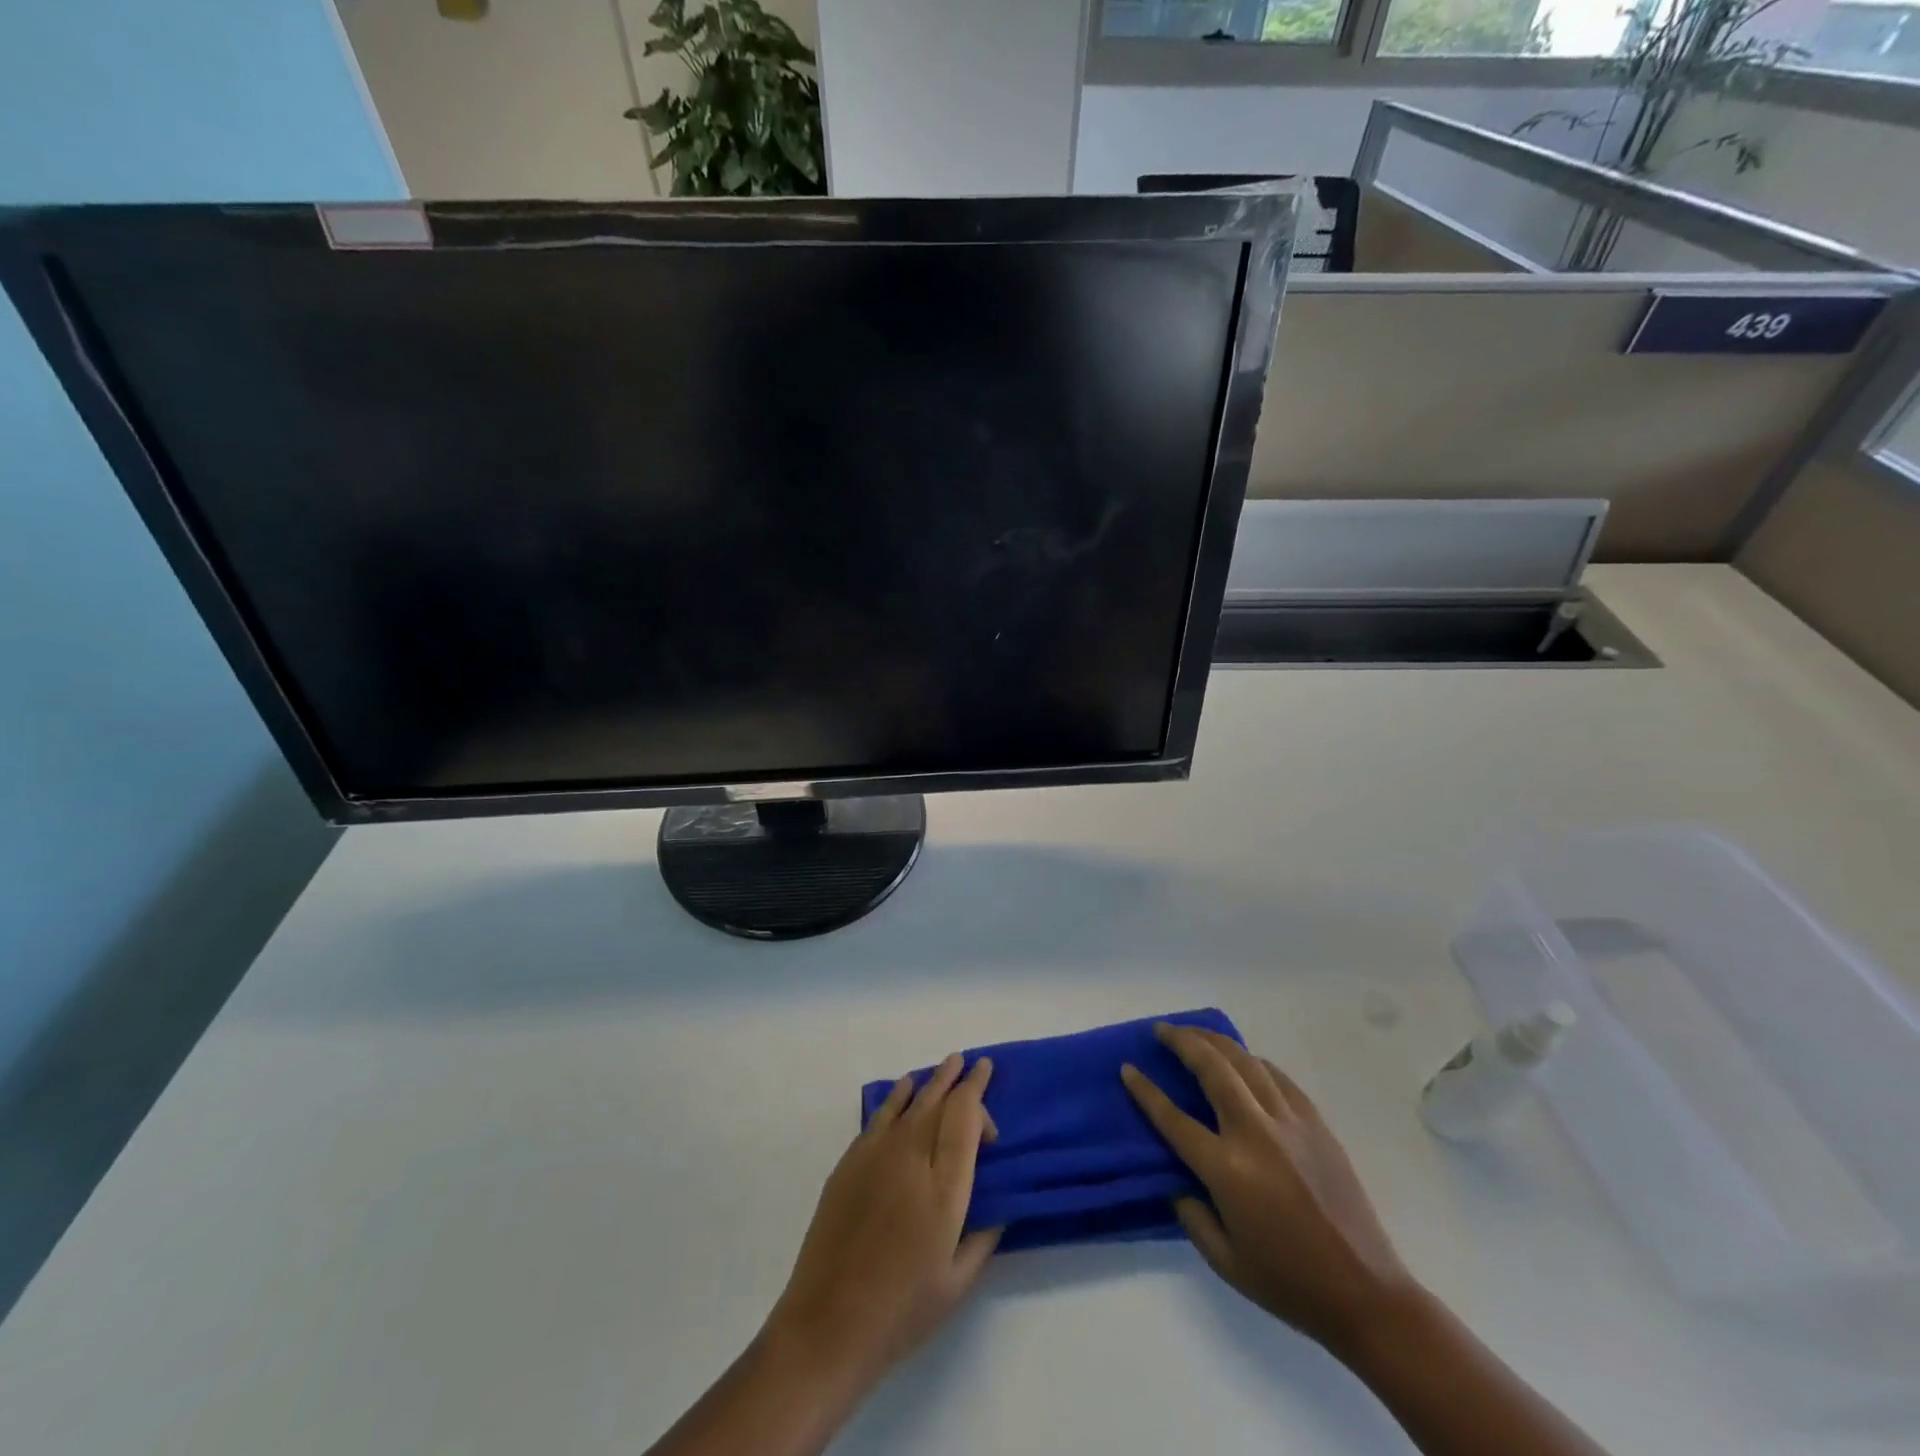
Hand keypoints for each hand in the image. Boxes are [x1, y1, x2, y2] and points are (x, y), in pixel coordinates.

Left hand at [765, 1053, 1000, 1392]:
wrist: (828, 1322)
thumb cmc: (901, 1309)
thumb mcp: (957, 1282)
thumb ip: (983, 1237)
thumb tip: (997, 1205)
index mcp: (943, 1186)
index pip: (965, 1118)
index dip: (979, 1095)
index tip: (988, 1091)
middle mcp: (911, 1156)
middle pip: (938, 1100)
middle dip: (959, 1078)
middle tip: (973, 1063)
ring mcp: (876, 1154)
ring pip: (909, 1101)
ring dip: (931, 1081)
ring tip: (946, 1066)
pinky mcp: (849, 1161)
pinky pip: (880, 1115)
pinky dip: (897, 1096)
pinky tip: (904, 1090)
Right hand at [1121, 1024, 1416, 1352]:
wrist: (1367, 1294)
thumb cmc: (1288, 1283)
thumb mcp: (1224, 1261)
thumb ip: (1190, 1213)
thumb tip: (1177, 1178)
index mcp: (1227, 1169)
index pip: (1173, 1118)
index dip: (1145, 1091)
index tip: (1127, 1067)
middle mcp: (1255, 1134)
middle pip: (1212, 1068)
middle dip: (1182, 1041)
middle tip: (1161, 1029)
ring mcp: (1290, 1124)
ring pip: (1246, 1062)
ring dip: (1215, 1041)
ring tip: (1194, 1032)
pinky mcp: (1317, 1124)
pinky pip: (1278, 1078)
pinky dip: (1254, 1062)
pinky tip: (1243, 1060)